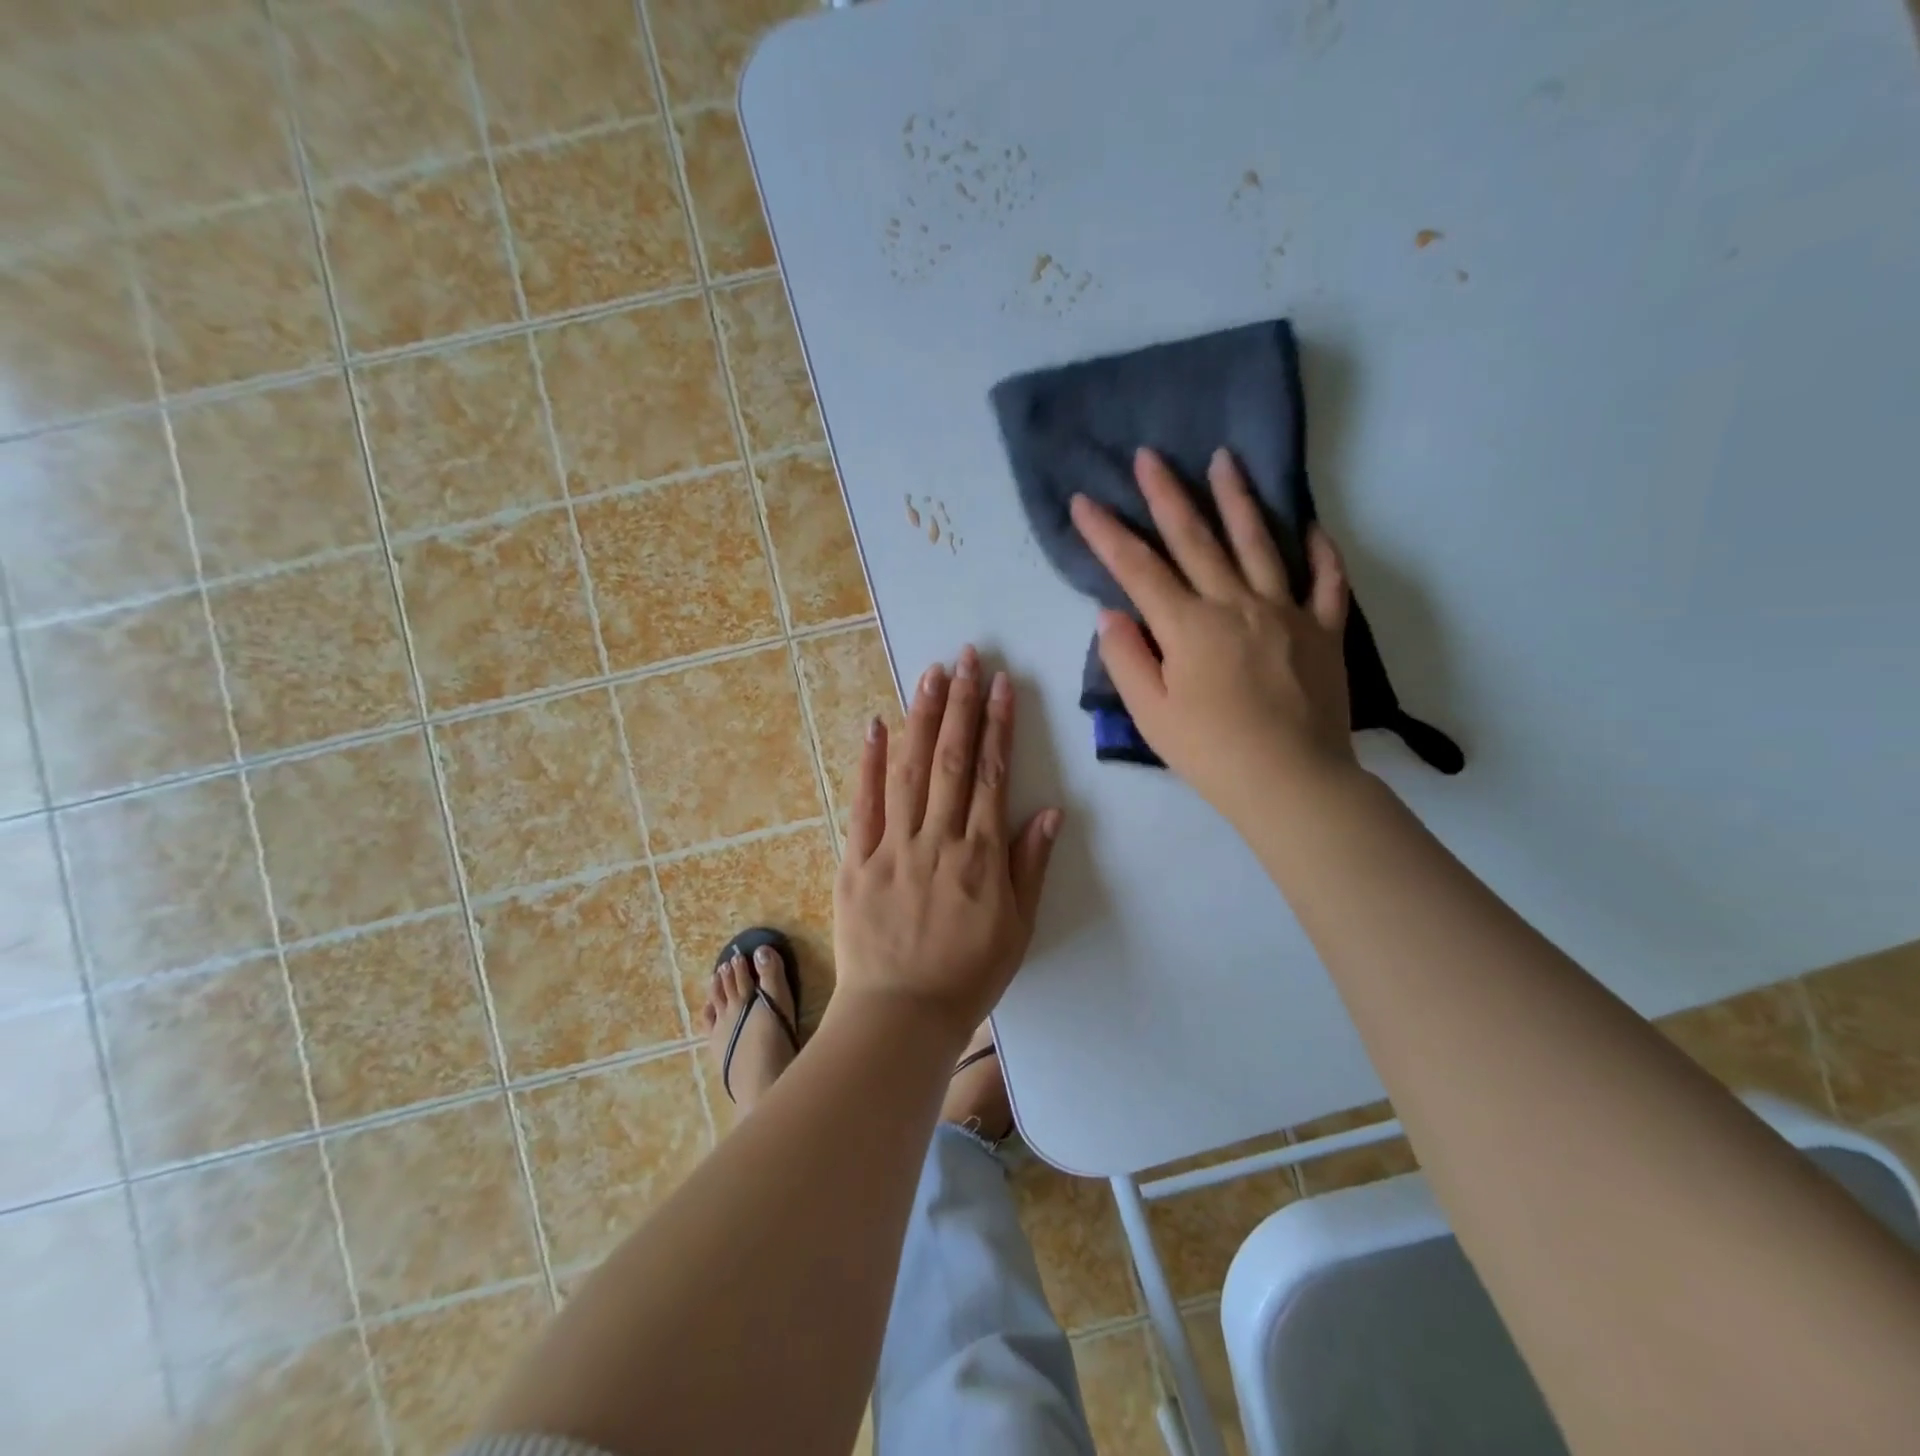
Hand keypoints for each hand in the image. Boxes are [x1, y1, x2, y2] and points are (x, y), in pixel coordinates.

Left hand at [832, 647, 1062, 1042]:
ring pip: (909, 770)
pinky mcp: (856, 860)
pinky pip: (863, 804)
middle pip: (951, 760)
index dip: (998, 726)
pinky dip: (869, 763)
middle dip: (961, 705)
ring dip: (921, 718)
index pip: (992, 775)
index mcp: (981, 856)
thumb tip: (1049, 810)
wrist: (899, 1016)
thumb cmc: (967, 976)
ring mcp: (893, 847)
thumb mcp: (1016, 928)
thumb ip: (1030, 866)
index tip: (1000, 684)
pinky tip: (875, 724)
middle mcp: (939, 840)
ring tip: (931, 674)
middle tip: (966, 657)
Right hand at [1069, 446, 1357, 823]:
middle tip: (1150, 455)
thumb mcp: (1151, 714)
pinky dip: (1319, 551)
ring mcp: (1286, 612)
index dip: (1107, 533)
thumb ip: (1126, 659)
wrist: (1292, 782)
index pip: (1137, 569)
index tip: (1084, 500)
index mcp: (1188, 626)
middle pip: (1196, 540)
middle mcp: (1236, 604)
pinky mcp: (1324, 630)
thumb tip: (1112, 613)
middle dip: (1167, 495)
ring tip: (1225, 459)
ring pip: (1259, 543)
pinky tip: (1309, 526)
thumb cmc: (1211, 753)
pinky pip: (1325, 581)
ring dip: (1239, 499)